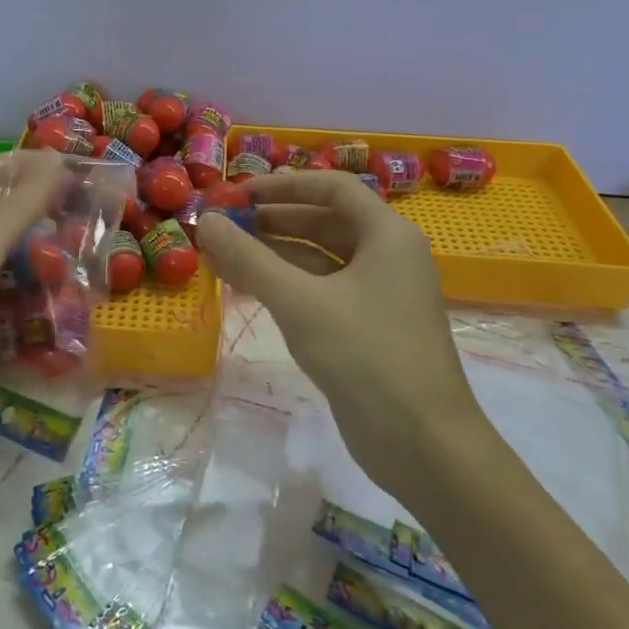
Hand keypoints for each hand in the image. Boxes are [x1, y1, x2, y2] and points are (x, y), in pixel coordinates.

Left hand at [0, 148, 65, 476]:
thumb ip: (14, 211)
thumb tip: (54, 161)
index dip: (20, 162)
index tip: (68, 173)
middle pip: (0, 216)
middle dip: (43, 215)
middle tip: (88, 228)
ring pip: (9, 262)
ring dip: (45, 263)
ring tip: (86, 275)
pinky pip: (9, 304)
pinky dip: (35, 304)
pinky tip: (62, 320)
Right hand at [198, 170, 479, 494]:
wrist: (421, 443)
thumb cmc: (365, 356)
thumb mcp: (300, 301)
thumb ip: (250, 258)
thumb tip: (207, 221)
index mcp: (387, 235)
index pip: (333, 188)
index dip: (283, 185)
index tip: (238, 193)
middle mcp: (386, 256)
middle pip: (323, 222)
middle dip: (270, 221)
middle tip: (222, 226)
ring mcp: (377, 294)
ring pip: (317, 259)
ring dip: (271, 255)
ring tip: (220, 255)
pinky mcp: (365, 328)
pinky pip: (319, 291)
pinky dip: (284, 285)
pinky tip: (245, 287)